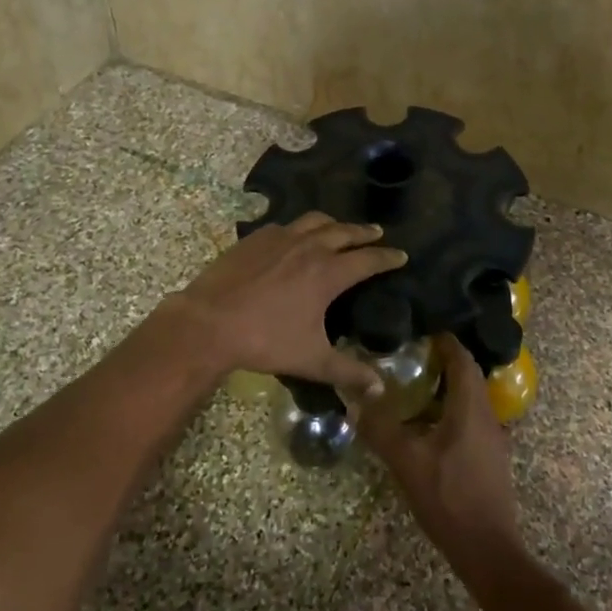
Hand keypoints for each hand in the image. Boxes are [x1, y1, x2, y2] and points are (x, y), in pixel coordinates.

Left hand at [165, 212, 405, 394]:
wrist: (210, 321)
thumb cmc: (265, 340)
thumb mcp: (311, 360)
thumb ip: (347, 372)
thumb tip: (379, 388)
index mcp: (328, 273)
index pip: (368, 259)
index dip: (387, 257)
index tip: (401, 255)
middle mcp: (309, 247)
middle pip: (345, 232)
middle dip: (364, 233)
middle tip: (377, 233)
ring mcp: (280, 238)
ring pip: (315, 221)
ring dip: (334, 223)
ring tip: (340, 228)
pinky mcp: (256, 238)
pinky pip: (286, 225)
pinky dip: (300, 228)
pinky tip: (294, 237)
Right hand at [355, 335, 522, 577]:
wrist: (487, 549)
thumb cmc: (448, 497)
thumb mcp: (406, 461)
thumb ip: (380, 427)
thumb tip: (355, 399)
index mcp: (471, 407)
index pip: (462, 359)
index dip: (445, 341)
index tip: (422, 329)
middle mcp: (488, 416)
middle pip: (470, 376)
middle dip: (445, 361)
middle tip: (413, 354)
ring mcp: (493, 438)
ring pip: (473, 398)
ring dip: (449, 387)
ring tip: (417, 384)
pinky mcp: (492, 458)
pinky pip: (473, 419)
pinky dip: (453, 409)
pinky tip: (430, 424)